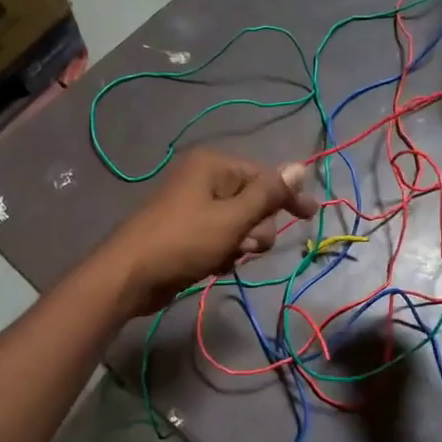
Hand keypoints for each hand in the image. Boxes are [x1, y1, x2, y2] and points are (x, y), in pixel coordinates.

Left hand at [98, 148, 318, 315]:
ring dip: (240, 244)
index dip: (288, 197)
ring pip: (239, 224)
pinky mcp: (187, 232)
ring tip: (225, 258)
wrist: (130, 276)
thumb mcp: (232, 218)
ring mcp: (194, 207)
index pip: (264, 176)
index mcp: (213, 166)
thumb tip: (300, 166)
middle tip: (245, 246)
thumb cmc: (184, 242)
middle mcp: (204, 180)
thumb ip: (268, 195)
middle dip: (256, 228)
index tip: (310, 216)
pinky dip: (223, 252)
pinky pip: (220, 238)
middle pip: (253, 201)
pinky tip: (213, 266)